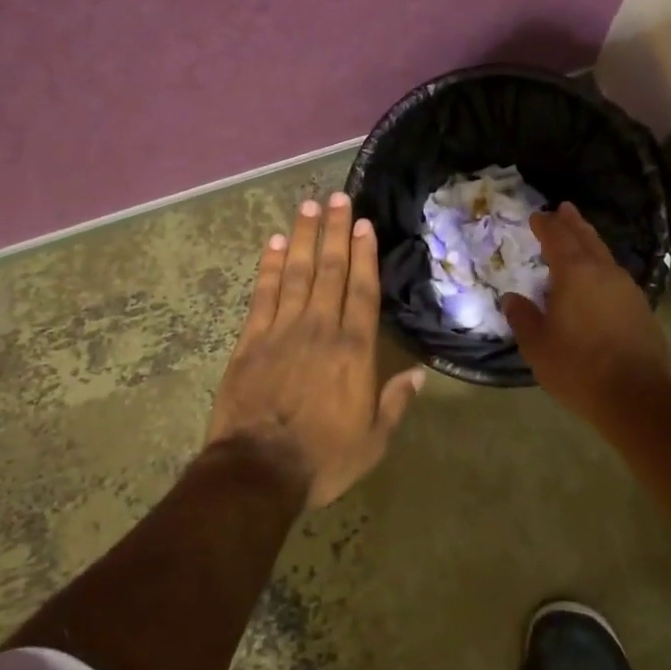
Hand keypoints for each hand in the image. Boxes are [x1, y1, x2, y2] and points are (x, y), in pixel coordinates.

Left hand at [207, 192, 425, 509]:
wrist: (257, 472)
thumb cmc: (322, 459)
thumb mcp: (373, 442)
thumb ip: (396, 403)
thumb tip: (419, 374)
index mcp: (353, 350)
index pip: (362, 291)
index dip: (364, 254)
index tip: (363, 223)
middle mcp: (320, 329)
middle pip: (329, 270)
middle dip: (335, 231)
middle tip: (338, 197)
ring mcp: (282, 330)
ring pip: (295, 272)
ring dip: (302, 237)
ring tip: (309, 206)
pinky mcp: (251, 340)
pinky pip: (262, 294)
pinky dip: (268, 266)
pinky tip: (272, 243)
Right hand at [502, 203, 670, 426]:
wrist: (637, 397)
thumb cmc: (579, 368)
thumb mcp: (538, 345)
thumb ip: (523, 318)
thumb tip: (513, 299)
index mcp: (574, 273)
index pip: (557, 237)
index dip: (546, 225)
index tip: (537, 216)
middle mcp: (603, 272)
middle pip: (586, 238)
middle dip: (572, 223)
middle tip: (564, 208)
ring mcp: (627, 289)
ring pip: (604, 255)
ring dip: (590, 243)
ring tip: (580, 238)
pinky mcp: (641, 308)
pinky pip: (615, 276)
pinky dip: (602, 268)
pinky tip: (598, 280)